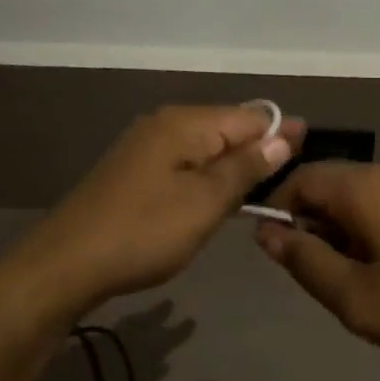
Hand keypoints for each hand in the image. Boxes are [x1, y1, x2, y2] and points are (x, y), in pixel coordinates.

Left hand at [15, 104, 304, 317]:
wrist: (67, 263)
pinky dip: (207, 177)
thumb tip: (284, 135)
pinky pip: (185, 163)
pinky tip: (218, 197)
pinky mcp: (135, 171)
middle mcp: (166, 124)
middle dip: (258, 148)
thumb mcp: (204, 202)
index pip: (249, 117)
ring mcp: (146, 146)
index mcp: (185, 123)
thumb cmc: (144, 231)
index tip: (312, 148)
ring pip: (205, 148)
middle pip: (226, 128)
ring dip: (233, 165)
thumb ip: (245, 167)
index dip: (281, 132)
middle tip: (293, 175)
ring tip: (264, 188)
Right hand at [255, 159, 379, 377]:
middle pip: (330, 184)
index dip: (279, 210)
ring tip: (356, 282)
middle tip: (321, 279)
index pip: (301, 178)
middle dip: (314, 225)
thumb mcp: (355, 298)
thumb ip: (304, 260)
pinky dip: (370, 228)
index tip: (277, 254)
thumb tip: (266, 231)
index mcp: (366, 185)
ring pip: (358, 196)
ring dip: (342, 230)